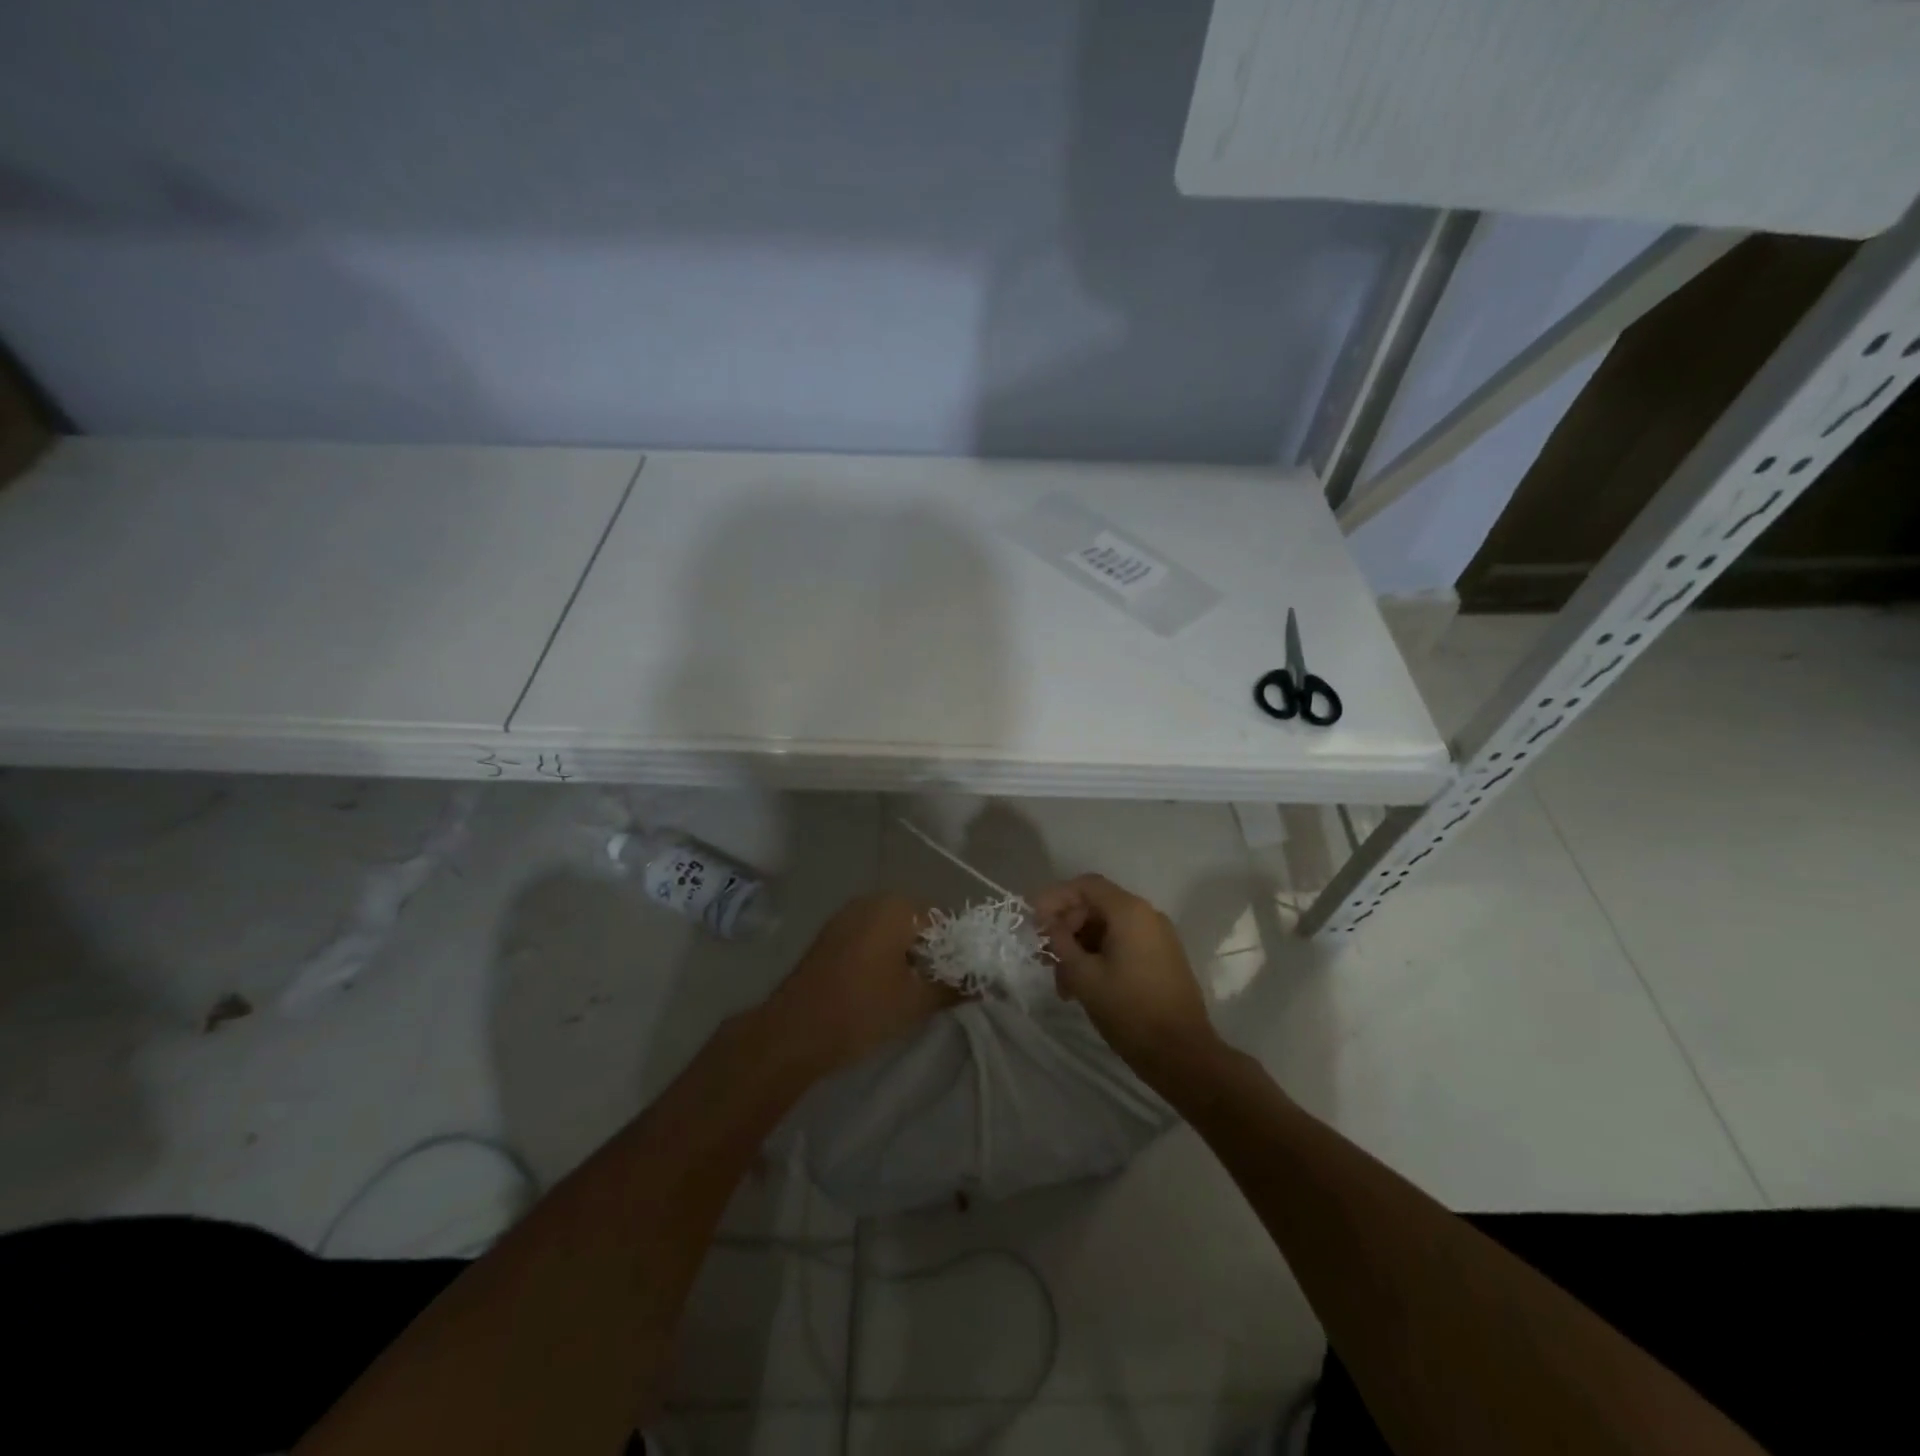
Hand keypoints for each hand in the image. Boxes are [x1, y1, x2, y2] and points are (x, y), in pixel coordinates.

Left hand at [759, 893, 956, 1076]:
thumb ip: (954, 987)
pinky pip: (870, 937)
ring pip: (892, 930)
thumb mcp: (916, 1001)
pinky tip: (883, 987)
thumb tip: (986, 984)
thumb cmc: (862, 1009)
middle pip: (917, 922)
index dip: (959, 949)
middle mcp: (872, 900)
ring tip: (913, 991)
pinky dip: (883, 955)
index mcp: (897, 906)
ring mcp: (847, 916)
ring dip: (907, 954)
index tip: (964, 979)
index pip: (944, 919)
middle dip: (932, 951)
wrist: (793, 1032)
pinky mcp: (831, 935)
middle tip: (940, 987)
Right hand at [1034, 874, 1220, 1076]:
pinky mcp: (1161, 958)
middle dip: (1066, 928)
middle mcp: (1147, 916)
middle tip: (1044, 957)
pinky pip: (1122, 944)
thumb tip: (1049, 925)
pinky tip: (1083, 987)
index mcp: (1130, 912)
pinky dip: (1099, 957)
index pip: (1085, 886)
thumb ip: (1061, 943)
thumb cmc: (1130, 1010)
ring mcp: (1157, 937)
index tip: (1033, 922)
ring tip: (1062, 983)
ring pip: (1107, 929)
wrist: (1182, 1055)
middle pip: (1095, 906)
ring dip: (1080, 948)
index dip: (1054, 898)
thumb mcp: (1084, 976)